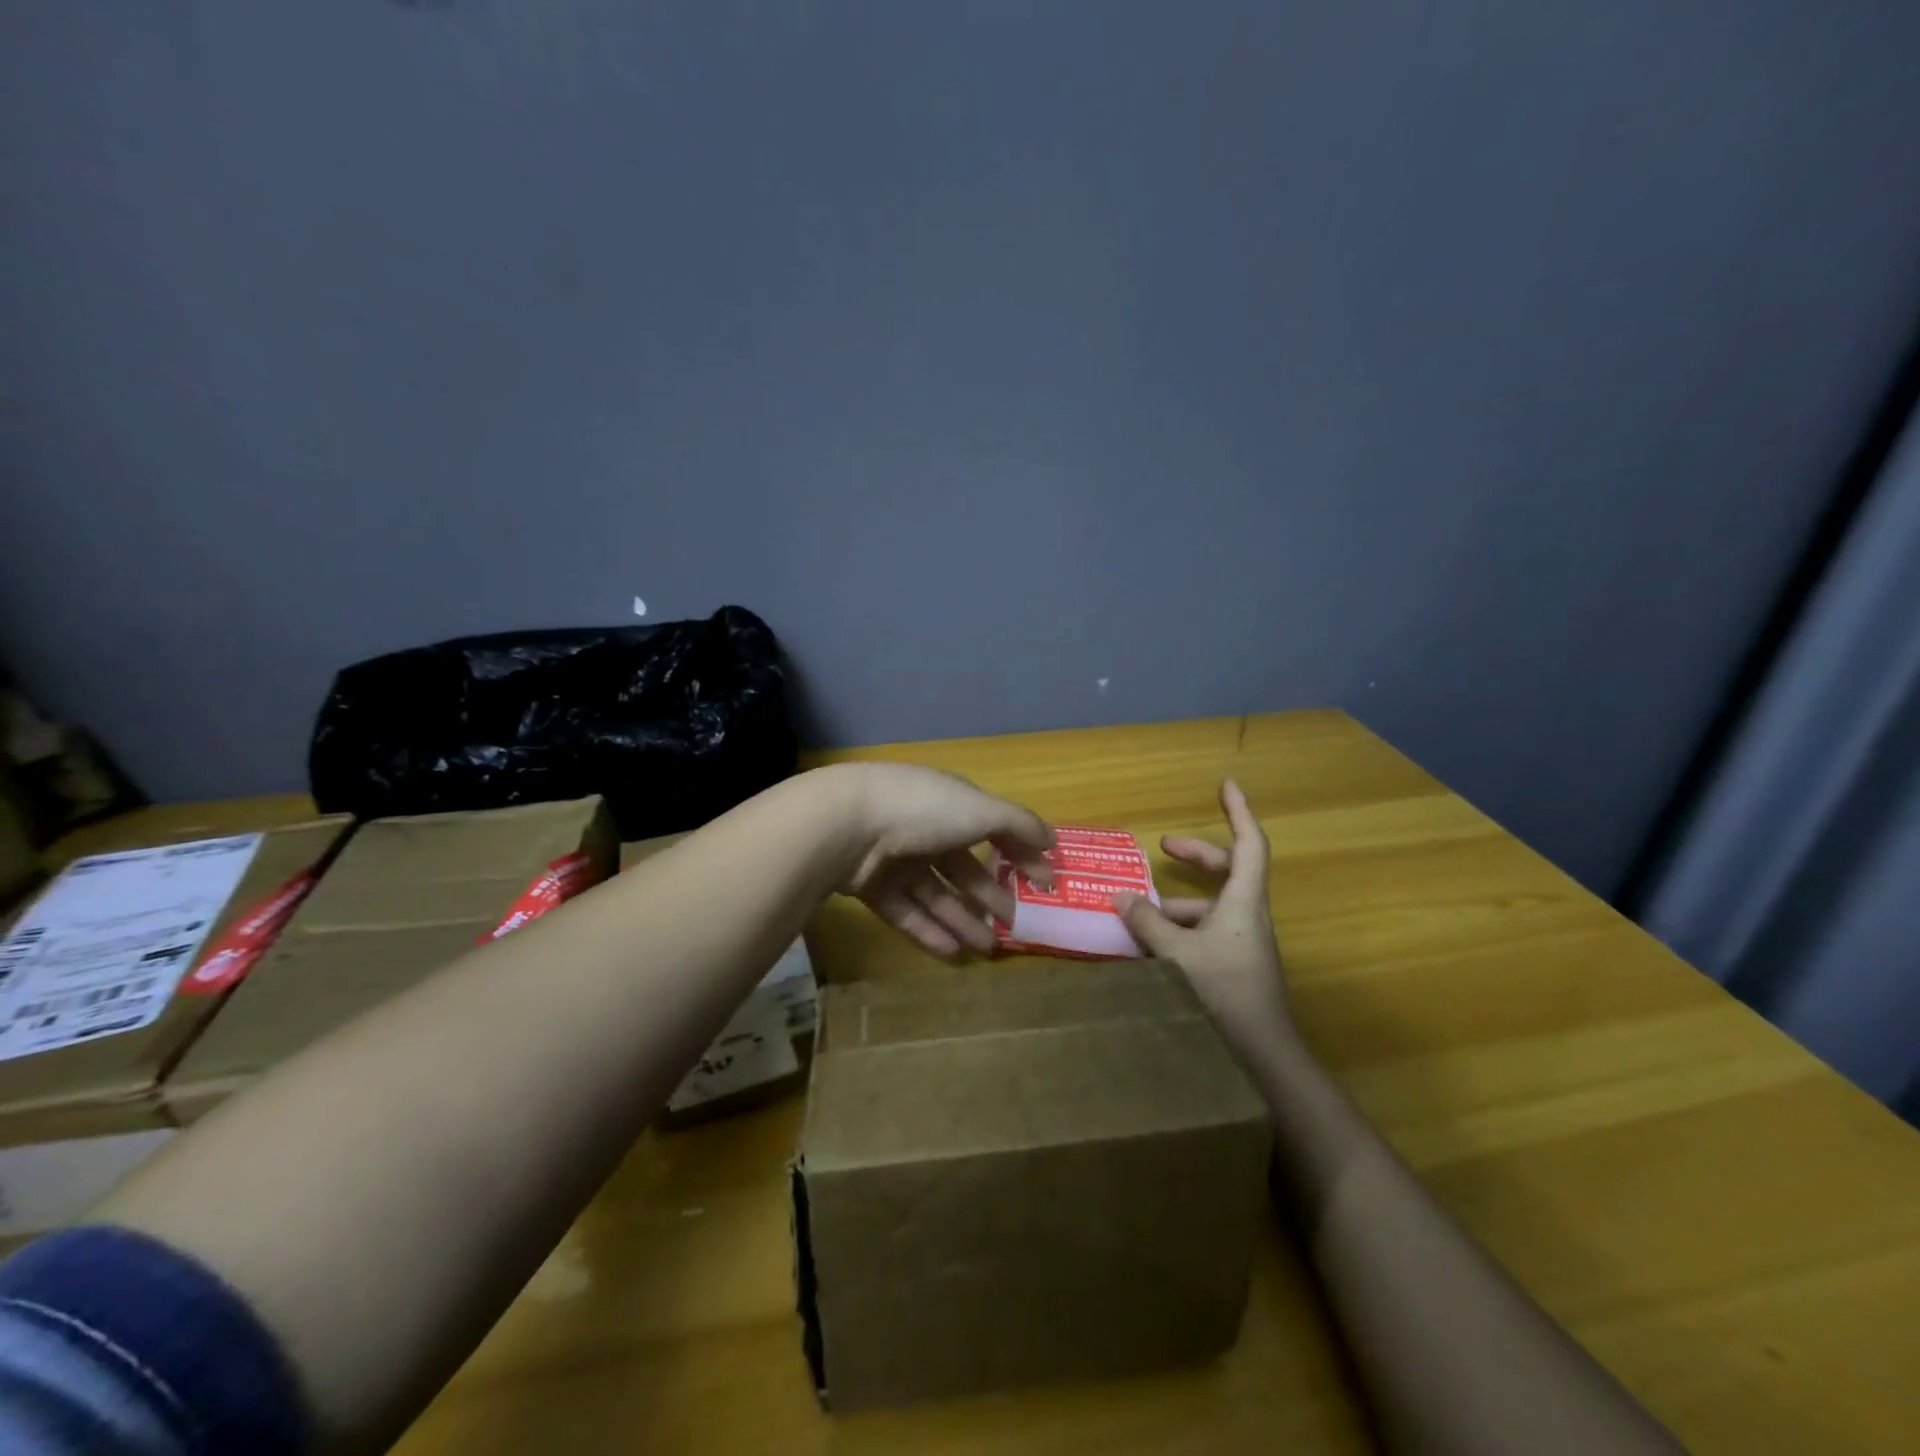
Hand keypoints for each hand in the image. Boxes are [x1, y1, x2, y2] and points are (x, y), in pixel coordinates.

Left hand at [828, 763, 1054, 961]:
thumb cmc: (922, 810)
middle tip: (1016, 925)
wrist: (846, 825)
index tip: (1046, 884)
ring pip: (936, 894)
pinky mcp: (872, 887)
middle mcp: (923, 827)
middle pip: (963, 866)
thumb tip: (1052, 840)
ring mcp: (895, 858)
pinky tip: (956, 954)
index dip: (1021, 853)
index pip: (992, 828)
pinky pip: (908, 912)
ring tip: (990, 948)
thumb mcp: (980, 809)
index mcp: (949, 803)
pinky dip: (931, 932)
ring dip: (964, 920)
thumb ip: (1018, 824)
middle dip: (991, 894)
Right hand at [1117, 780, 1294, 1068]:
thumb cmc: (1223, 991)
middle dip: (1196, 855)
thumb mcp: (1177, 952)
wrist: (1262, 1054)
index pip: (1249, 844)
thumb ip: (1147, 922)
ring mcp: (1244, 941)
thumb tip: (1122, 896)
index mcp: (1243, 901)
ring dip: (1177, 902)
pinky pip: (1207, 931)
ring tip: (1138, 913)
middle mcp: (1248, 914)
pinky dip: (1180, 930)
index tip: (1226, 785)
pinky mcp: (1236, 965)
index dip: (1239, 811)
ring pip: (1212, 906)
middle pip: (1229, 869)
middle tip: (1162, 848)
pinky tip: (1151, 947)